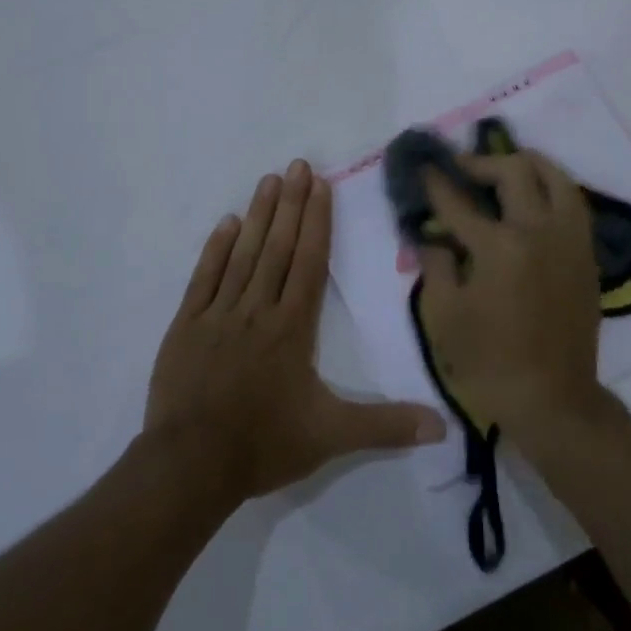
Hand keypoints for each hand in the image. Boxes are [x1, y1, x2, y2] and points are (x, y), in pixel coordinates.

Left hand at [145, 159, 446, 504]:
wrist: (190, 466)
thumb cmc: (264, 444)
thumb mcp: (331, 437)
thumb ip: (385, 425)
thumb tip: (443, 425)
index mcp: (292, 327)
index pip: (309, 262)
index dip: (317, 221)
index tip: (320, 184)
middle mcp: (258, 309)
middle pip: (278, 247)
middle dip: (291, 204)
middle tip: (297, 164)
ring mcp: (219, 313)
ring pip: (243, 254)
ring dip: (258, 215)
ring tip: (269, 180)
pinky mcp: (187, 325)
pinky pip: (204, 278)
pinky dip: (215, 249)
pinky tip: (226, 223)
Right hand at [416, 148, 606, 444]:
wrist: (552, 401)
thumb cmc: (489, 362)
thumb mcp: (443, 316)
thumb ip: (435, 265)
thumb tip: (433, 237)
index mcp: (499, 247)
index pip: (459, 201)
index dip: (436, 182)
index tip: (424, 167)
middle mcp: (538, 231)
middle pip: (514, 171)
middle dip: (482, 162)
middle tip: (462, 169)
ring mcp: (569, 240)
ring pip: (556, 177)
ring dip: (527, 163)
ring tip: (506, 167)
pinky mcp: (586, 254)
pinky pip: (573, 202)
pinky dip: (552, 187)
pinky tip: (535, 196)